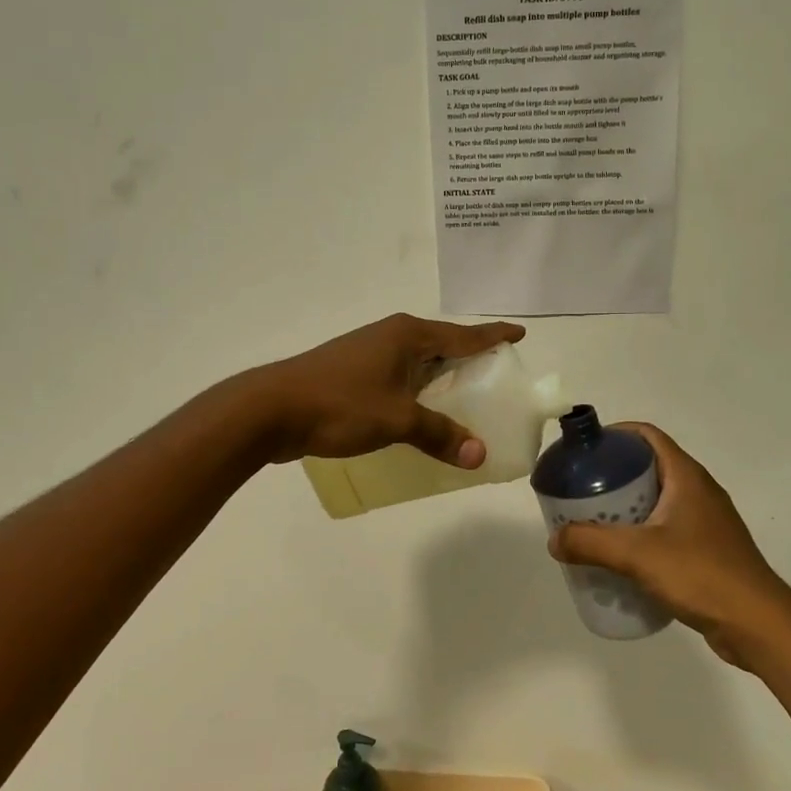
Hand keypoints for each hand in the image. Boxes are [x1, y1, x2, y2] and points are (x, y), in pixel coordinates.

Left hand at [251, 313, 525, 466]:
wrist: (271, 409)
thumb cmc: (339, 404)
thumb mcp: (397, 420)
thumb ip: (439, 435)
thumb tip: (479, 455)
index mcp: (407, 335)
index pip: (462, 334)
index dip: (493, 336)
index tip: (520, 334)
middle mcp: (390, 337)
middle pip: (441, 345)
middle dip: (468, 358)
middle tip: (496, 377)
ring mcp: (368, 353)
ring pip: (417, 363)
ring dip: (440, 378)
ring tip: (465, 398)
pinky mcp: (351, 373)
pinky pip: (398, 379)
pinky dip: (417, 393)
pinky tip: (421, 415)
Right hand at [549, 424, 790, 667]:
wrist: (758, 624)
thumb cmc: (701, 574)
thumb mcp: (638, 555)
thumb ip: (591, 544)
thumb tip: (554, 539)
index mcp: (686, 476)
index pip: (647, 435)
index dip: (616, 435)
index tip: (584, 450)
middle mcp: (699, 491)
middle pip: (649, 467)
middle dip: (613, 475)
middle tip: (580, 492)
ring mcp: (707, 521)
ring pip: (658, 500)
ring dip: (626, 507)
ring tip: (594, 524)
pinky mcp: (709, 549)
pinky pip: (668, 528)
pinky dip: (642, 533)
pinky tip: (623, 558)